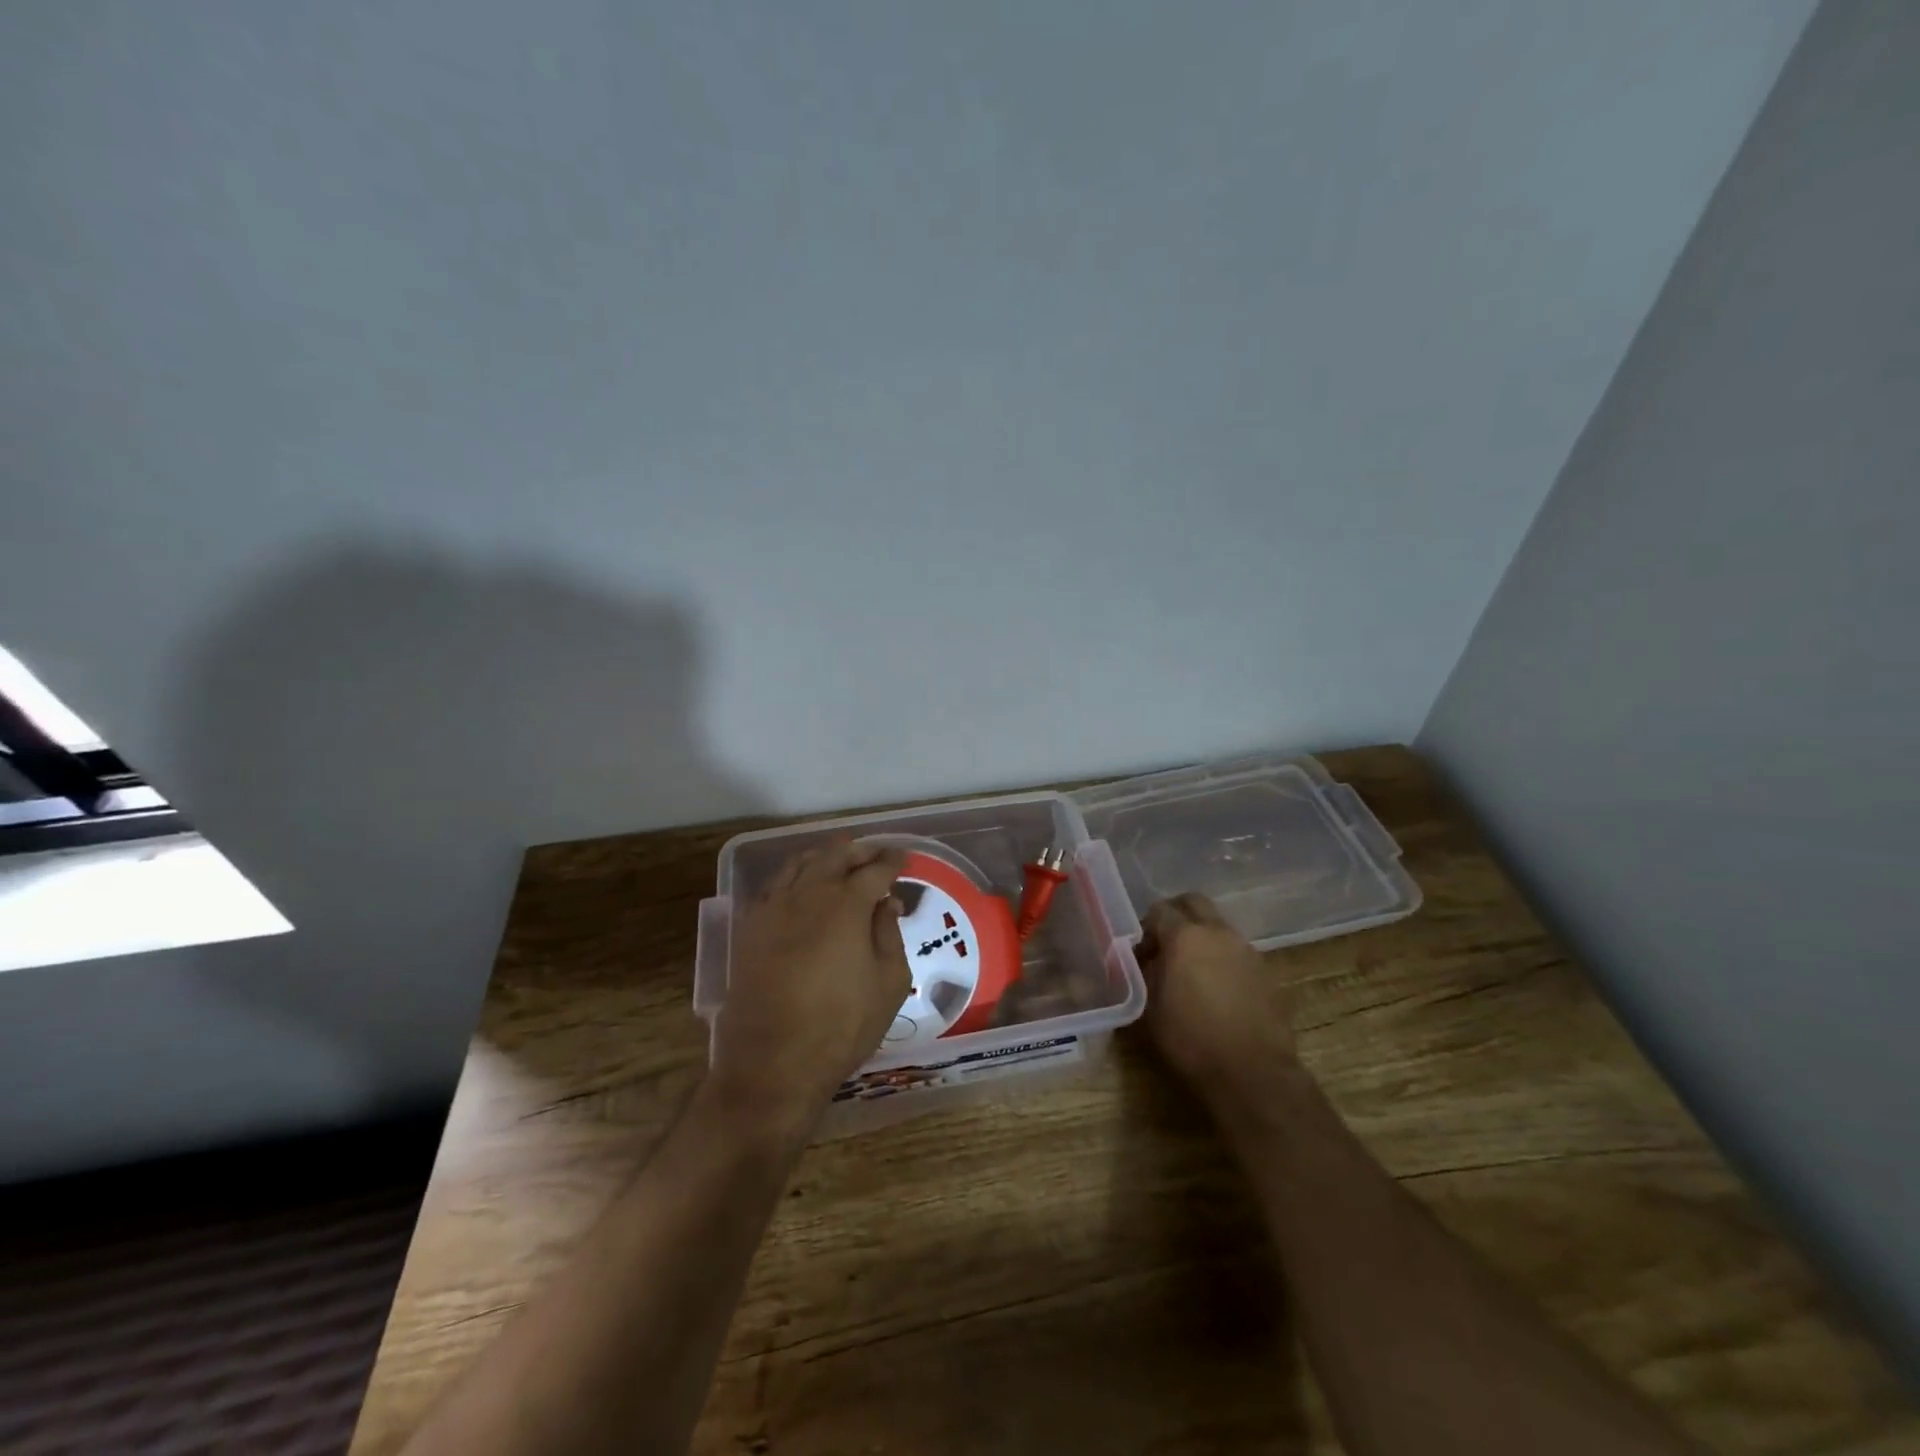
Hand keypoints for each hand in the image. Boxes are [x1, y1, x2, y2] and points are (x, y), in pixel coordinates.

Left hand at [710, 839, 911, 1127]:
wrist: (772, 1062)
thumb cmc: (842, 1025)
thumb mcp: (889, 983)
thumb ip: (890, 934)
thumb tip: (887, 902)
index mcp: (847, 904)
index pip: (874, 869)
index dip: (891, 860)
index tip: (903, 857)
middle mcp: (809, 894)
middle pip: (835, 857)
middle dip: (859, 850)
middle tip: (875, 851)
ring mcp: (774, 908)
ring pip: (800, 864)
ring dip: (823, 855)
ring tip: (838, 856)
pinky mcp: (750, 928)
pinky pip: (774, 885)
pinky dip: (793, 875)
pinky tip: (800, 884)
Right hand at [1139, 893, 1298, 1097]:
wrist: (1252, 1074)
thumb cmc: (1190, 1040)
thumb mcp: (1149, 1007)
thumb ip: (1144, 973)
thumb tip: (1143, 961)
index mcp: (1185, 936)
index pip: (1159, 910)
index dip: (1146, 929)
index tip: (1140, 954)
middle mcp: (1218, 933)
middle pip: (1194, 903)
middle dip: (1176, 915)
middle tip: (1165, 945)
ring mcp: (1247, 950)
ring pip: (1219, 926)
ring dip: (1202, 938)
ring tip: (1192, 971)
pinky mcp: (1267, 972)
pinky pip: (1238, 952)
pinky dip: (1223, 959)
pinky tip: (1217, 990)